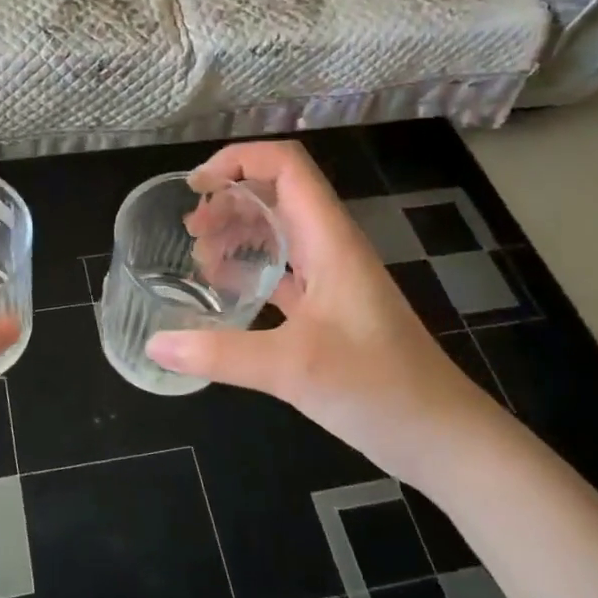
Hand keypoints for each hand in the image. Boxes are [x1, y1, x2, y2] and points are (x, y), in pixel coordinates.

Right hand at [147, 141, 498, 482]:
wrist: (442, 437)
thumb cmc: (378, 388)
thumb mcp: (293, 368)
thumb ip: (220, 353)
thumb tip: (155, 344)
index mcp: (330, 239)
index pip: (286, 165)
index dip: (239, 160)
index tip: (196, 187)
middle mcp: (331, 247)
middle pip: (276, 194)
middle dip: (229, 199)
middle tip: (190, 230)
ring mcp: (332, 278)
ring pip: (279, 232)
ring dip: (238, 232)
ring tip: (199, 256)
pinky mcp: (329, 309)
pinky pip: (283, 270)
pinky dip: (250, 268)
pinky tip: (224, 289)